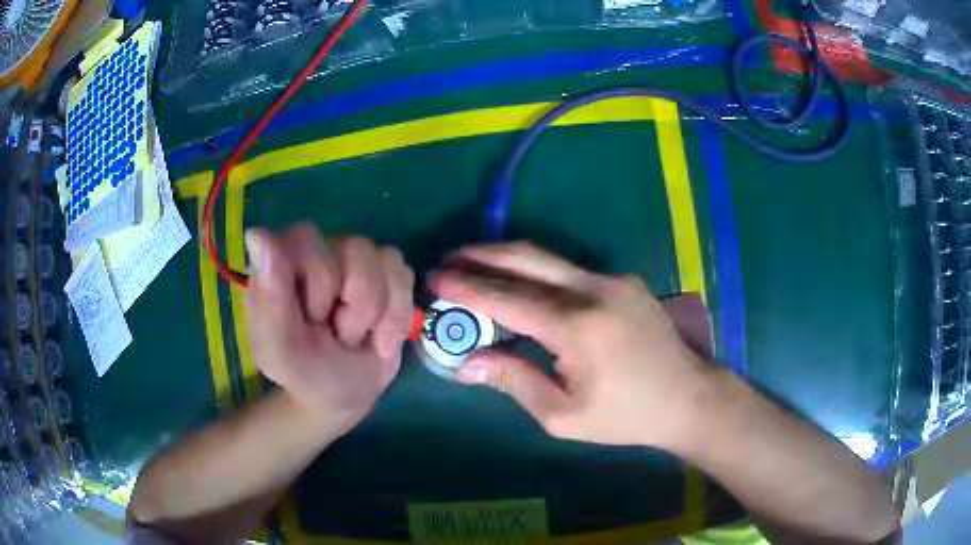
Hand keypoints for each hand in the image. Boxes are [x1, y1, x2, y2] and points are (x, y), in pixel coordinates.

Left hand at [244, 224, 414, 430]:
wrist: (343, 397)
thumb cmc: (304, 374)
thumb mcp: (281, 351)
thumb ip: (269, 297)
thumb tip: (257, 233)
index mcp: (280, 263)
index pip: (308, 238)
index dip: (320, 282)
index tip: (311, 320)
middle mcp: (317, 251)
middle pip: (355, 249)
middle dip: (354, 308)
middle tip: (334, 335)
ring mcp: (352, 259)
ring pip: (384, 261)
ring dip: (378, 315)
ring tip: (356, 337)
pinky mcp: (384, 273)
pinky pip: (403, 275)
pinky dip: (397, 316)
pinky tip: (380, 338)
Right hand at [429, 242, 713, 449]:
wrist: (686, 397)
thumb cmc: (624, 416)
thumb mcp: (562, 414)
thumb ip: (513, 379)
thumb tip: (466, 361)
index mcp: (578, 327)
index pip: (508, 298)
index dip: (466, 288)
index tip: (435, 279)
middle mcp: (595, 290)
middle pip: (527, 258)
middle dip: (482, 254)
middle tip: (449, 259)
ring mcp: (613, 280)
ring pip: (549, 259)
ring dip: (508, 259)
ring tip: (475, 266)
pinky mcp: (624, 281)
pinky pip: (570, 271)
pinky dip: (538, 273)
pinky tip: (522, 286)